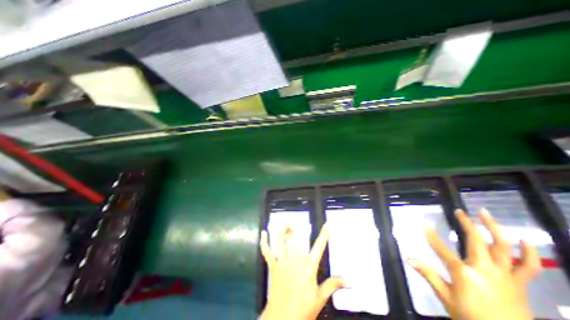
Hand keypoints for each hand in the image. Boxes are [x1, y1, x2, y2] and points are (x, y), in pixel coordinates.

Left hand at [260, 225, 344, 318]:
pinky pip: (267, 251)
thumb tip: (347, 280)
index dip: (324, 234)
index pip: (319, 246)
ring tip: (283, 224)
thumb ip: (333, 285)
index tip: (327, 224)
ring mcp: (282, 262)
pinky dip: (264, 241)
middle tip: (291, 224)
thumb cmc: (303, 309)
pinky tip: (263, 233)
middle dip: (291, 230)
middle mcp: (295, 260)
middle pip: (292, 239)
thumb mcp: (320, 297)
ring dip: (280, 231)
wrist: (283, 319)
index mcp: (308, 266)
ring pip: (280, 241)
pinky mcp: (273, 266)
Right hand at [408, 209, 540, 319]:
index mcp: (463, 273)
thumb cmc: (470, 317)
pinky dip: (529, 252)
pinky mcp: (519, 283)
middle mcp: (484, 269)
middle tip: (459, 211)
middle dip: (466, 223)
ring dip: (494, 228)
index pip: (441, 248)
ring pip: (503, 247)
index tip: (424, 224)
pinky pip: (529, 266)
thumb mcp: (445, 297)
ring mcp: (504, 275)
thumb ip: (428, 274)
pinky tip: (524, 239)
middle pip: (475, 241)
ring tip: (485, 214)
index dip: (431, 235)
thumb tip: (408, 259)